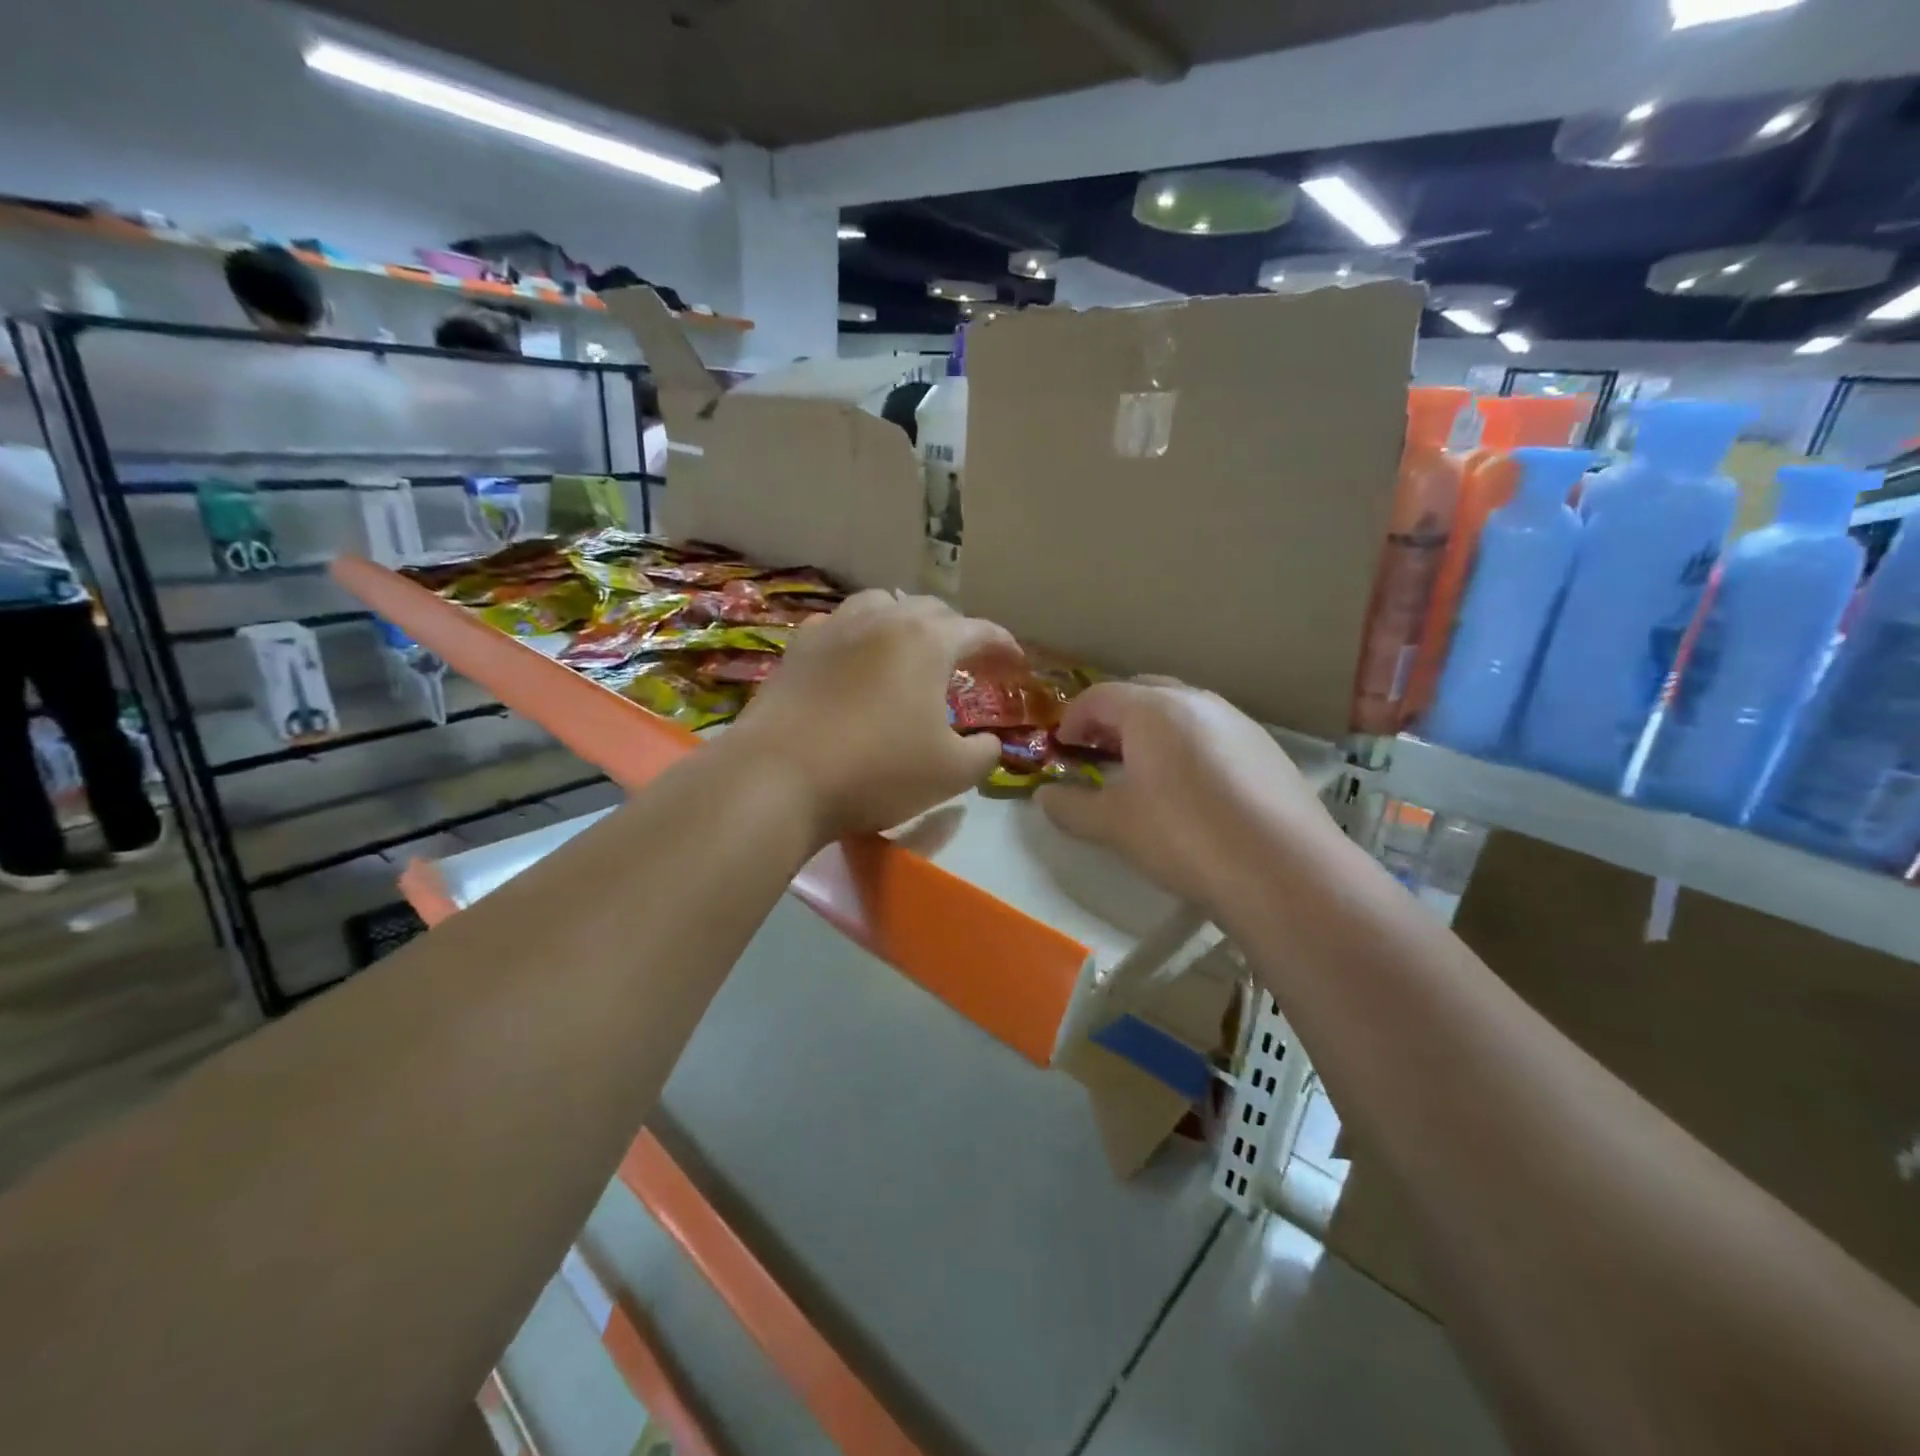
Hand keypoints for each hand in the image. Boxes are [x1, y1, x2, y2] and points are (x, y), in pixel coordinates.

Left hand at [725, 590, 1022, 845]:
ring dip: (906, 624)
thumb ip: (984, 754)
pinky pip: (840, 627)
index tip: (1017, 665)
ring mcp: (834, 629)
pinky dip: (861, 637)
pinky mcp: (798, 648)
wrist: (778, 778)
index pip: (979, 631)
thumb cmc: (876, 772)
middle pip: (931, 610)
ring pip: (881, 606)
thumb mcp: (950, 773)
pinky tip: (857, 662)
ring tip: (911, 651)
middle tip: (968, 663)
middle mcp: (882, 620)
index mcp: (927, 641)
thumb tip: (989, 742)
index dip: (1004, 646)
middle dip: (957, 633)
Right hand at [1037, 679, 1339, 908]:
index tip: (1062, 748)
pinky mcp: (1267, 749)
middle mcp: (1197, 701)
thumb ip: (1071, 807)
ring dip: (1154, 730)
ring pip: (1183, 711)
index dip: (1073, 719)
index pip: (1099, 696)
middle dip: (1114, 717)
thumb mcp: (1114, 825)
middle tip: (1099, 751)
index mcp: (1153, 709)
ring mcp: (1239, 722)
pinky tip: (1194, 790)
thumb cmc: (1183, 836)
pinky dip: (1190, 747)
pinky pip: (1214, 733)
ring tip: (1145, 770)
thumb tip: (1044, 797)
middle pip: (1143, 692)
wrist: (1283, 870)